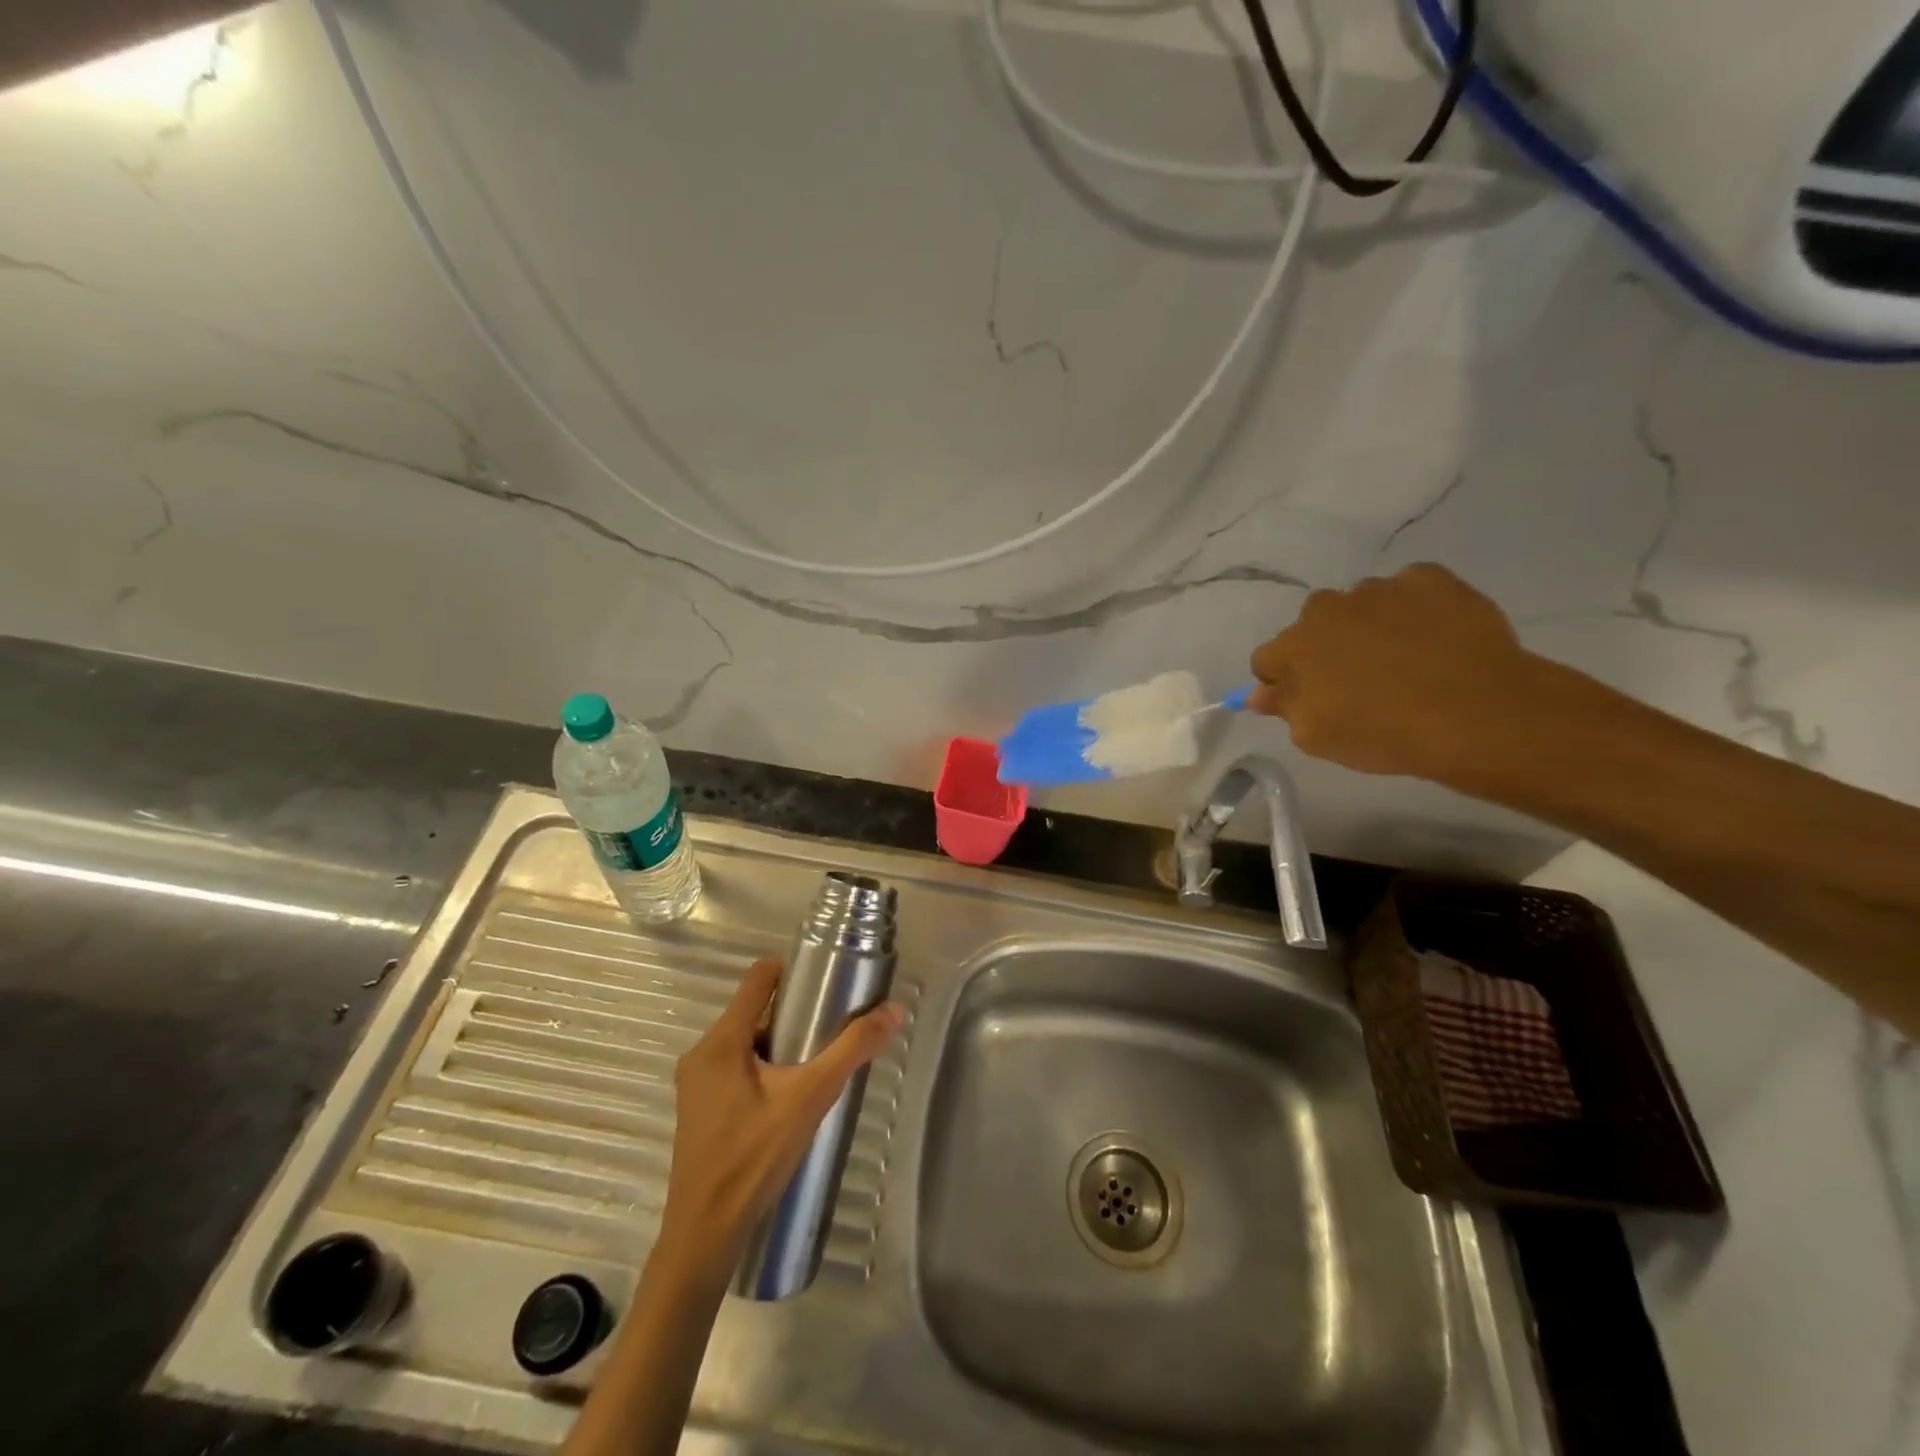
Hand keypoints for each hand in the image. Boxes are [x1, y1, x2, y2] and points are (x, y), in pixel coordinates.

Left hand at [659, 958, 903, 1271]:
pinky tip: (791, 1094)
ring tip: (818, 1060)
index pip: (758, 978)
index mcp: (721, 1041)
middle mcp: (702, 1053)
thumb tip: (893, 1010)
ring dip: (781, 1042)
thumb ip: (851, 1050)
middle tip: (833, 1025)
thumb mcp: (810, 1098)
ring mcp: (696, 1084)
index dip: (793, 969)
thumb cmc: (753, 1160)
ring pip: (746, 1041)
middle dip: (794, 1011)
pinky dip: (765, 1067)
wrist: (705, 1236)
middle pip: (754, 1010)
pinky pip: (736, 1068)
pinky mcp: (699, 1109)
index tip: (828, 979)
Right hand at [1248, 563, 1542, 780]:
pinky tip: (1433, 638)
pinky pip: (1408, 590)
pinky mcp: (1430, 579)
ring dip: (1367, 626)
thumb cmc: (1383, 733)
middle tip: (1358, 681)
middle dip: (1325, 647)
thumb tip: (1261, 693)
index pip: (1267, 659)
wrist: (1478, 713)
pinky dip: (1412, 608)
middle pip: (1312, 625)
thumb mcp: (1317, 737)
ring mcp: (1380, 589)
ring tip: (1403, 659)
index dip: (1284, 681)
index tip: (1310, 700)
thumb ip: (1284, 708)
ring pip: (1360, 605)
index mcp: (1294, 646)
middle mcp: (1328, 607)